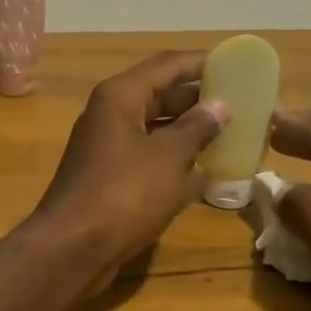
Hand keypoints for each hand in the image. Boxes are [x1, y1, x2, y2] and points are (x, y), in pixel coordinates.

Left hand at [31, 51, 228, 288]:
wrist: (73, 248)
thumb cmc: (124, 193)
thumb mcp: (169, 157)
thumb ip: (197, 127)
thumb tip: (220, 104)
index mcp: (120, 96)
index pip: (167, 65)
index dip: (201, 62)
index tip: (235, 64)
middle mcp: (110, 113)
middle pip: (159, 93)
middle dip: (197, 95)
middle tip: (238, 100)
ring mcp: (107, 145)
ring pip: (154, 124)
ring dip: (187, 126)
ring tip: (227, 129)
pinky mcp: (108, 174)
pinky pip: (147, 151)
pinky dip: (172, 153)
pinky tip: (200, 164)